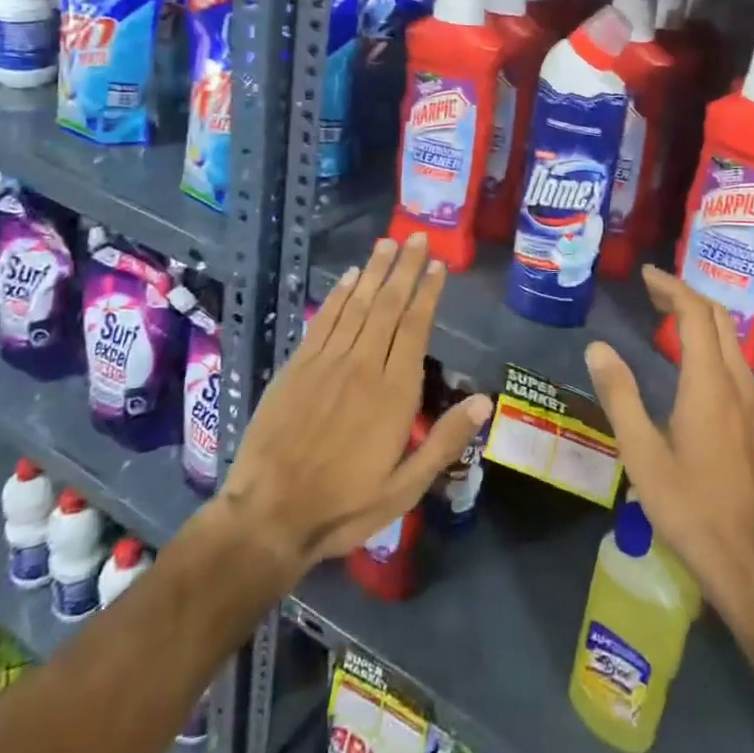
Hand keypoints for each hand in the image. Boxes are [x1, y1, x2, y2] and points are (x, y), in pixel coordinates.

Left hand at [212, 233, 491, 584]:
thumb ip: (445, 440)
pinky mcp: (297, 367)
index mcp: (394, 392)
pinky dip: (338, 295)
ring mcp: (327, 362)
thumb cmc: (344, 504)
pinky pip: (323, 321)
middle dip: (404, 269)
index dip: (427, 293)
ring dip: (373, 271)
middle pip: (388, 306)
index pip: (415, 327)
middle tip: (416, 237)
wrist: (269, 515)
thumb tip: (485, 400)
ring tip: (387, 243)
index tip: (436, 265)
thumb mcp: (406, 487)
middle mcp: (363, 366)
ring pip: (356, 305)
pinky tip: (348, 277)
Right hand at [584, 267, 753, 622]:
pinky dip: (711, 340)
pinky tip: (689, 358)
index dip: (672, 287)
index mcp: (709, 383)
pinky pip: (734, 358)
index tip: (645, 275)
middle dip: (687, 295)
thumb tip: (598, 347)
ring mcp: (751, 401)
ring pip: (731, 338)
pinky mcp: (753, 419)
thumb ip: (620, 395)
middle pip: (719, 318)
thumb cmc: (689, 506)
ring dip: (701, 316)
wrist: (747, 559)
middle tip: (651, 290)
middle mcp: (737, 382)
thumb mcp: (642, 453)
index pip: (696, 315)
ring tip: (666, 314)